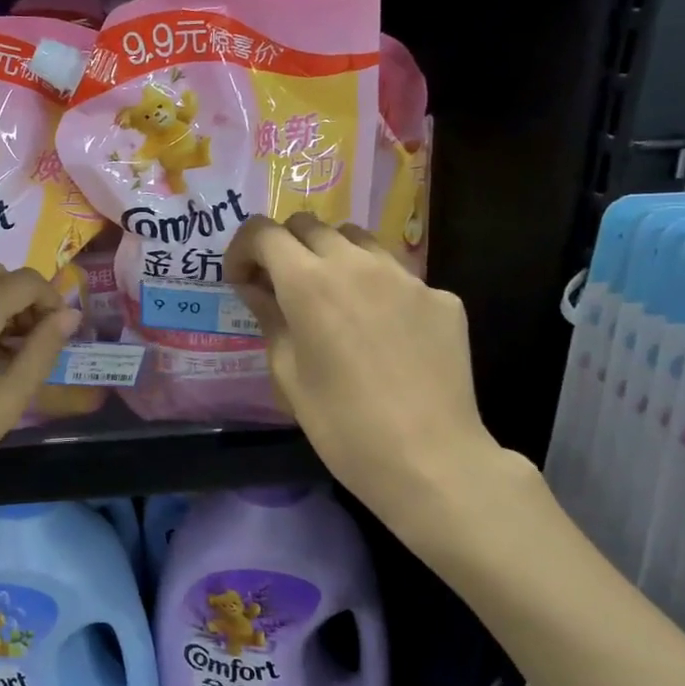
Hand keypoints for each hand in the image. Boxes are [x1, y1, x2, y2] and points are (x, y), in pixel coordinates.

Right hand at [224, 213, 525, 552]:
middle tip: (282, 288)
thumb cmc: (342, 425)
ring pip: (358, 239)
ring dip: (333, 256)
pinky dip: (377, 288)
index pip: (264, 232)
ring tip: (334, 300)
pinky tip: (383, 333)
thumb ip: (270, 318)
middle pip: (310, 225)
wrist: (430, 460)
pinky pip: (398, 275)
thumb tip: (257, 288)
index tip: (243, 281)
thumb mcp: (288, 375)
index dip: (243, 249)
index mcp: (309, 283)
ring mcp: (405, 277)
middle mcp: (357, 264)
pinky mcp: (441, 297)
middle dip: (286, 248)